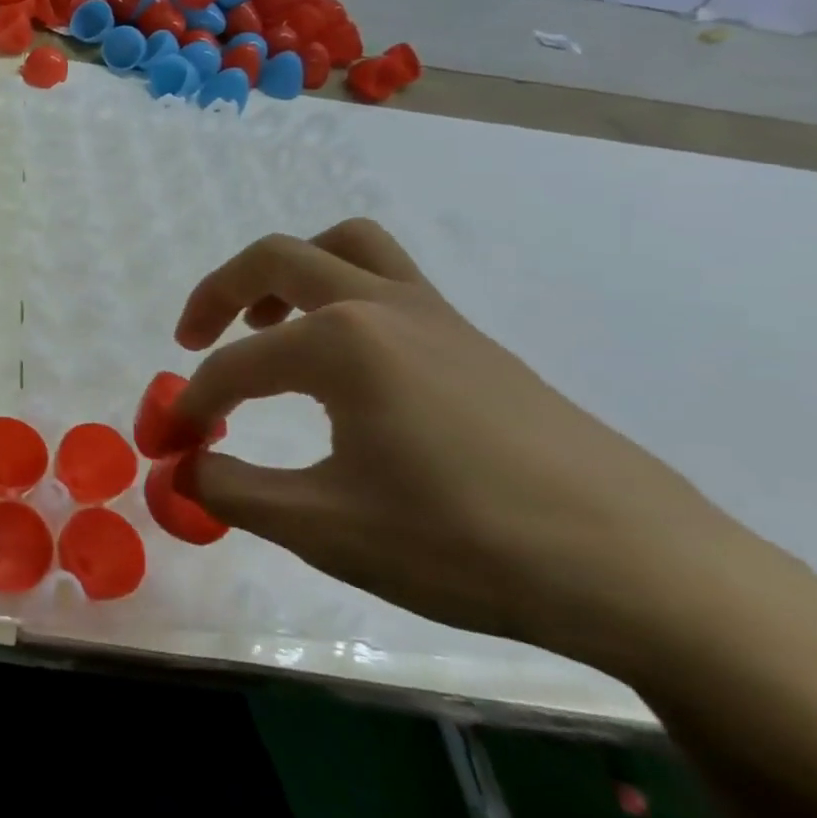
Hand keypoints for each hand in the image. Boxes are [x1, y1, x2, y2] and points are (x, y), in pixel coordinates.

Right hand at [170, 219, 764, 671]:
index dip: (193, 403)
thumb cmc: (465, 543)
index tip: (172, 444)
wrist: (644, 570)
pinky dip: (341, 295)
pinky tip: (344, 366)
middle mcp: (382, 306)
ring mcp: (436, 317)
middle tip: (193, 339)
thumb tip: (183, 469)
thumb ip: (233, 491)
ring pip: (345, 247)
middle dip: (219, 293)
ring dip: (289, 273)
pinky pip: (389, 281)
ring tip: (267, 325)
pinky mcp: (473, 341)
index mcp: (341, 343)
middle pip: (277, 259)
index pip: (236, 365)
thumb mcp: (325, 528)